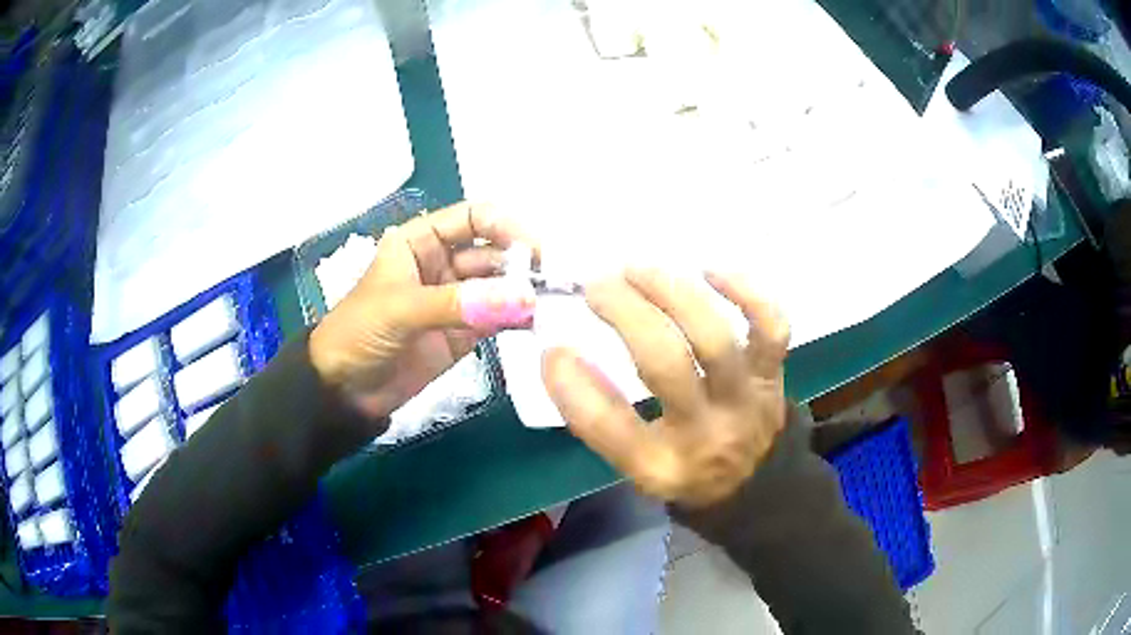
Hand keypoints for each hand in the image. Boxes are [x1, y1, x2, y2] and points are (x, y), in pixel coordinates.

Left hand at [310, 202, 535, 420]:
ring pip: (500, 285)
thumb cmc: (358, 333)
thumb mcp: (399, 308)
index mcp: (420, 241)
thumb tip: (523, 298)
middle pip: (493, 252)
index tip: (534, 250)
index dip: (504, 226)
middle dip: (522, 263)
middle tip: (553, 284)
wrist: (343, 391)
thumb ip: (457, 303)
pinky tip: (540, 323)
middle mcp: (443, 263)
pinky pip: (499, 318)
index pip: (472, 218)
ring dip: (525, 292)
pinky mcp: (465, 333)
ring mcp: (456, 299)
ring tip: (553, 305)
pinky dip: (520, 319)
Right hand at [541, 269, 789, 507]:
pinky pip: (771, 326)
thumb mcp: (636, 465)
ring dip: (671, 292)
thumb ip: (601, 418)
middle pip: (666, 364)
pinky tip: (709, 272)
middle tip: (596, 287)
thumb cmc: (686, 470)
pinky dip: (745, 292)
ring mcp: (745, 400)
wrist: (757, 483)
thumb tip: (561, 355)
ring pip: (714, 337)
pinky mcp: (771, 375)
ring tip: (637, 271)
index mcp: (661, 466)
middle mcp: (705, 433)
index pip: (608, 426)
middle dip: (625, 313)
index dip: (572, 383)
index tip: (553, 348)